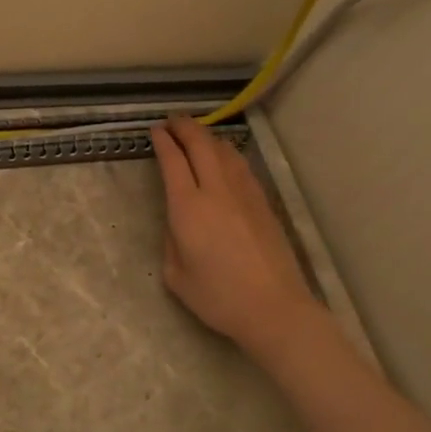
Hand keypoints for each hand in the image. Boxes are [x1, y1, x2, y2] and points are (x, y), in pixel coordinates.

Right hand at [151, 117, 320, 361]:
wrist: (274, 309)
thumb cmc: (218, 297)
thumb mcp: (176, 275)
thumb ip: (172, 241)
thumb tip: (180, 224)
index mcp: (188, 208)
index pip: (173, 161)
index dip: (163, 142)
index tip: (156, 131)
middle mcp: (216, 192)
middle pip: (201, 146)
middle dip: (185, 128)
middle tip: (173, 121)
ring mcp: (245, 195)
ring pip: (225, 152)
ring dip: (208, 137)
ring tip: (196, 134)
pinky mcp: (264, 204)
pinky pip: (241, 167)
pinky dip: (227, 153)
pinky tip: (224, 157)